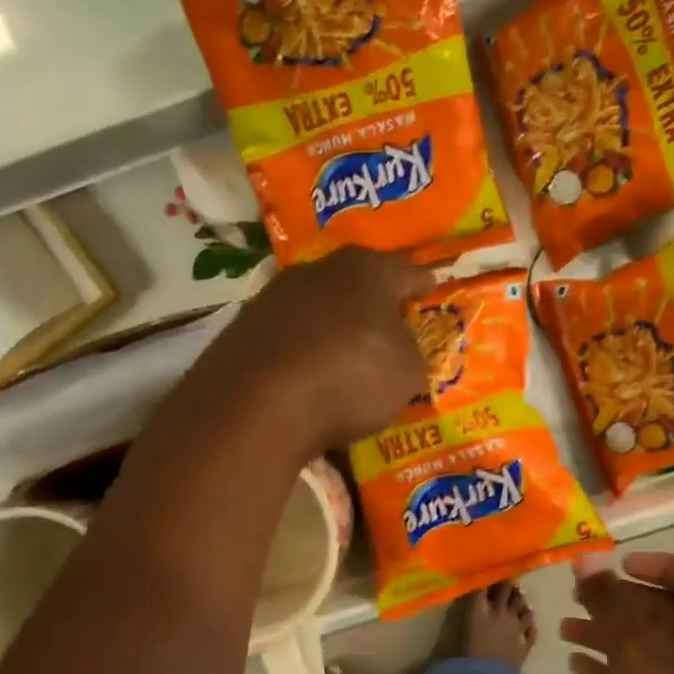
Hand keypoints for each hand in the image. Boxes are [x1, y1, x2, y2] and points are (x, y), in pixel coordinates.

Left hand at [203, 247, 435, 452]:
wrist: (259, 404)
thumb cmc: (352, 375)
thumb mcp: (407, 372)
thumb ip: (411, 354)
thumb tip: (401, 350)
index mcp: (366, 269)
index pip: (405, 271)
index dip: (421, 283)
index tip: (431, 288)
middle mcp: (316, 272)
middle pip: (355, 286)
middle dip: (372, 306)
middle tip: (388, 328)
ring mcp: (272, 300)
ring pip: (316, 311)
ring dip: (331, 331)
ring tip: (345, 361)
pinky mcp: (241, 334)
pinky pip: (287, 343)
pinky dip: (301, 357)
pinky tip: (307, 381)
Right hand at [562, 553, 673, 673]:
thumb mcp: (636, 644)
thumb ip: (609, 600)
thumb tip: (586, 557)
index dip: (664, 565)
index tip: (622, 564)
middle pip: (659, 612)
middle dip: (618, 598)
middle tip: (577, 593)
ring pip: (638, 647)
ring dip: (603, 632)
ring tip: (564, 627)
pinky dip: (601, 668)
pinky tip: (574, 665)